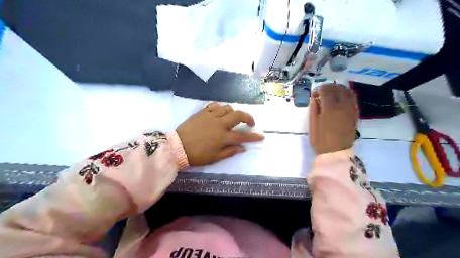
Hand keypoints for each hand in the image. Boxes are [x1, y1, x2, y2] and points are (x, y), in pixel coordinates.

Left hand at [176, 102, 263, 165]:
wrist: (177, 147)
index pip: (242, 136)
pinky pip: (214, 105)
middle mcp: (219, 124)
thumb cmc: (197, 155)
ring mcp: (210, 116)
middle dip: (248, 117)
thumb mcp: (215, 158)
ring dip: (234, 112)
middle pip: (238, 115)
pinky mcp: (202, 112)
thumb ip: (230, 152)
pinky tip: (220, 112)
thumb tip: (243, 148)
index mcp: (222, 137)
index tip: (261, 136)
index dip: (253, 136)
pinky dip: (220, 107)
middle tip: (250, 123)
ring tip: (232, 119)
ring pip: (228, 107)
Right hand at [309, 83, 358, 153]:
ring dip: (339, 89)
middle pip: (338, 88)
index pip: (326, 90)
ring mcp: (351, 109)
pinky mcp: (355, 114)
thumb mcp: (312, 125)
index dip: (319, 89)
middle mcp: (342, 106)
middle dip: (329, 86)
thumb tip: (314, 98)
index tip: (314, 93)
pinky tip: (340, 99)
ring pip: (348, 91)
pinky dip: (346, 95)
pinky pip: (353, 99)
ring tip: (332, 93)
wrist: (336, 153)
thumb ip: (314, 109)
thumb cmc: (321, 140)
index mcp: (330, 108)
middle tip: (322, 91)